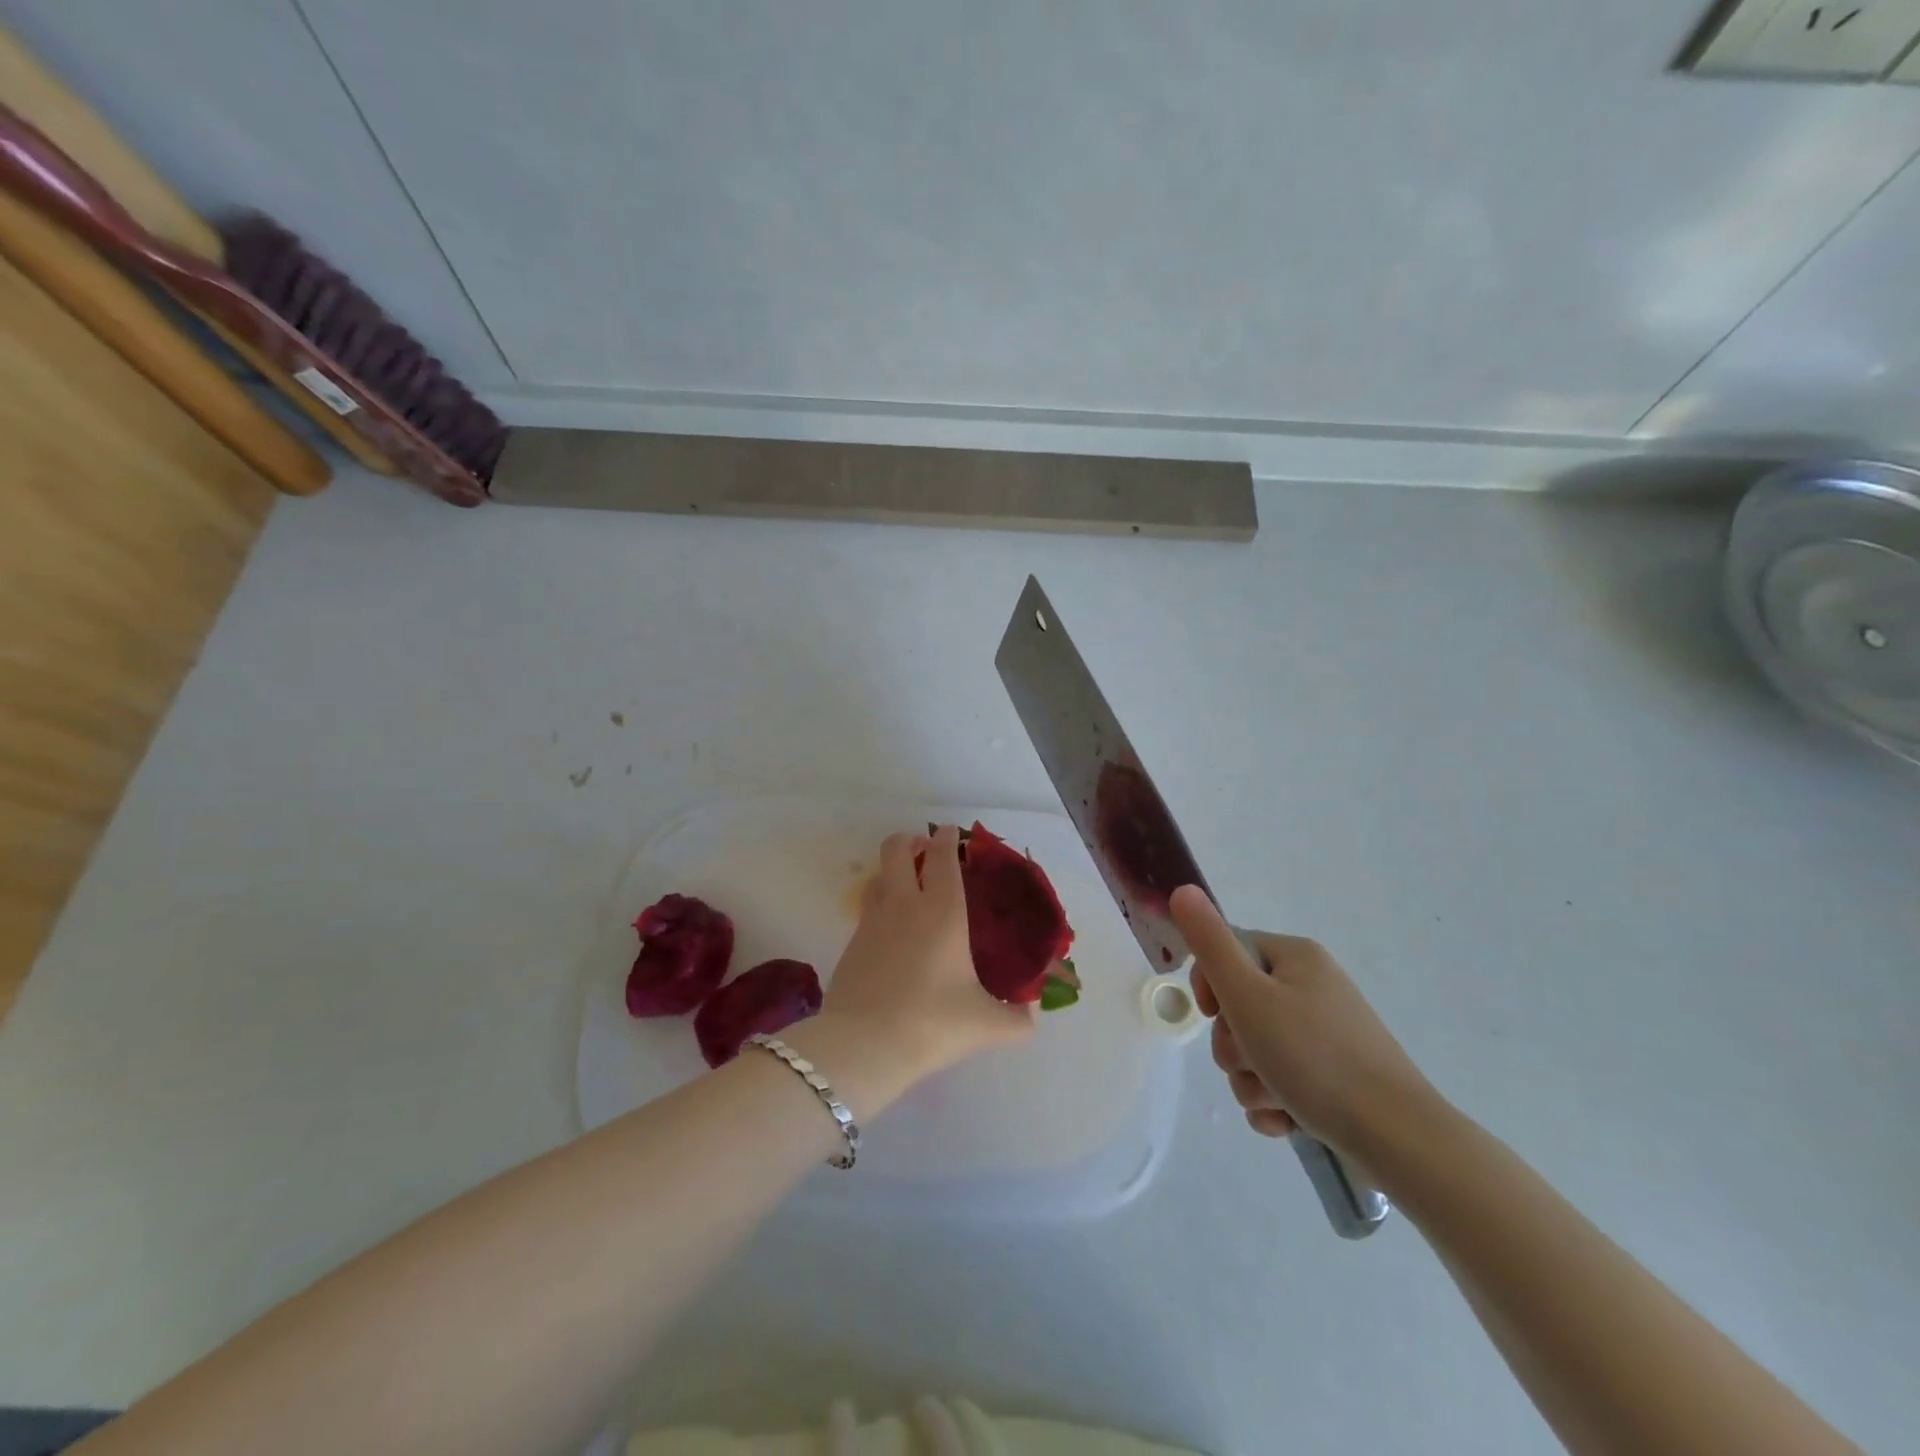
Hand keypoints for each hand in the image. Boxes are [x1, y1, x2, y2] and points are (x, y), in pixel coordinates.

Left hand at [820, 825, 1033, 1085]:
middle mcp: (904, 905)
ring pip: (877, 876)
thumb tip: (1033, 1014)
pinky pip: (867, 909)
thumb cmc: (933, 1023)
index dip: (946, 838)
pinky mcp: (851, 944)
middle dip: (910, 841)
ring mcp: (872, 922)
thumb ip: (1018, 1020)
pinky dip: (880, 905)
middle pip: (896, 849)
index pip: (942, 856)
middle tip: (925, 851)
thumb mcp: (987, 1025)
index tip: (952, 833)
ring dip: (891, 871)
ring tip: (908, 886)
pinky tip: (892, 932)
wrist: (864, 1046)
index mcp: (942, 911)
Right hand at [1170, 885, 1435, 1157]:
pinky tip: (1289, 1120)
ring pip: (1256, 1051)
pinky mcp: (1334, 1079)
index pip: (1228, 952)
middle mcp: (1312, 988)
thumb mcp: (1248, 994)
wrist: (1398, 1138)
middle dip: (1234, 1046)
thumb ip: (1209, 943)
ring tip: (1278, 1098)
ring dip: (1252, 1080)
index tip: (1216, 1013)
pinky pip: (1281, 1082)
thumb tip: (1181, 889)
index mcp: (1296, 958)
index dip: (1211, 985)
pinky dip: (1276, 1102)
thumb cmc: (1314, 1057)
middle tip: (1252, 1061)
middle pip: (1239, 1007)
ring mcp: (1326, 1036)